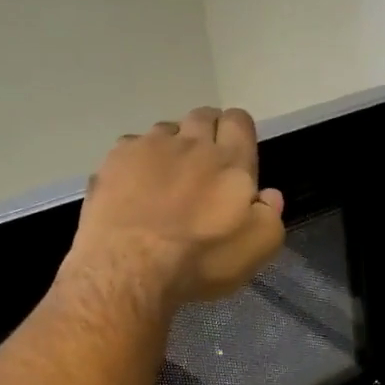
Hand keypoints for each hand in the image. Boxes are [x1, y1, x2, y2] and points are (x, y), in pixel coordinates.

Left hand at [69, 107, 285, 305]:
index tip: (237, 154)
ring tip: (167, 178)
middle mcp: (190, 143)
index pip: (239, 121)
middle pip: (202, 117)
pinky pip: (131, 147)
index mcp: (230, 160)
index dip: (239, 132)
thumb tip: (268, 195)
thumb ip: (270, 214)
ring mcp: (148, 147)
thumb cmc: (202, 259)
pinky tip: (134, 189)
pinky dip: (137, 162)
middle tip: (205, 166)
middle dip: (207, 133)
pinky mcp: (114, 161)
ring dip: (172, 147)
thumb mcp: (258, 248)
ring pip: (166, 130)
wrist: (131, 267)